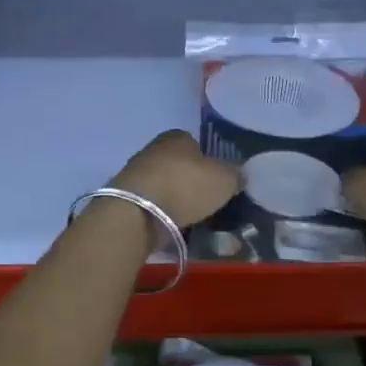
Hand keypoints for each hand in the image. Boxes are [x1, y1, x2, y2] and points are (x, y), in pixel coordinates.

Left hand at [111, 130, 240, 229]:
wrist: (138, 212)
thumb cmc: (185, 186)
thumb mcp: (224, 179)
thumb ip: (235, 175)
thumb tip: (238, 175)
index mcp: (177, 137)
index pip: (197, 145)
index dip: (210, 163)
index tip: (219, 183)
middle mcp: (154, 150)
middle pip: (180, 167)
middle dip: (193, 184)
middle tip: (209, 204)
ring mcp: (137, 174)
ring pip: (166, 187)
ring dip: (178, 202)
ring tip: (195, 221)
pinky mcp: (126, 200)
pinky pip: (153, 206)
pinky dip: (164, 216)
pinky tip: (175, 229)